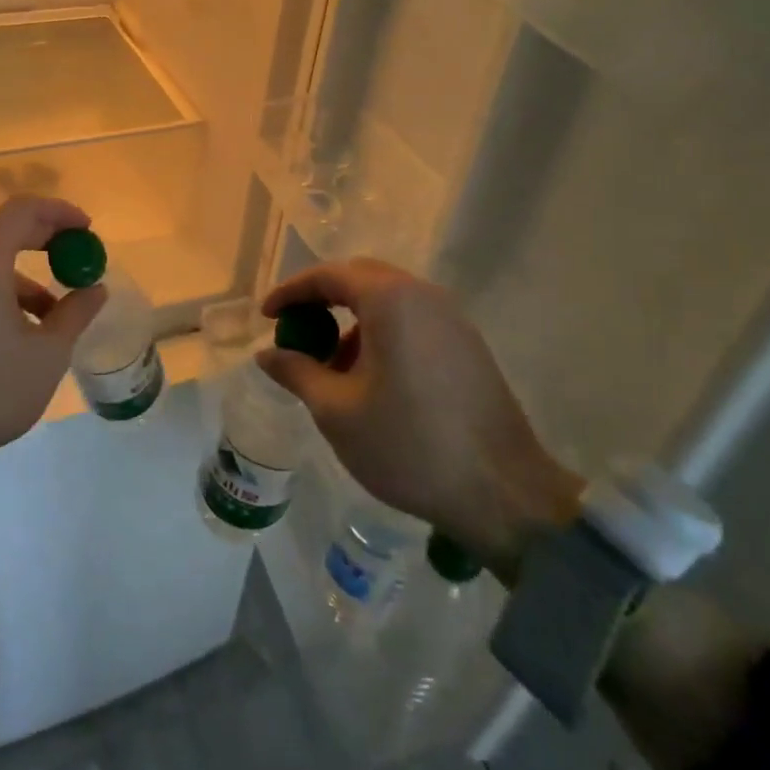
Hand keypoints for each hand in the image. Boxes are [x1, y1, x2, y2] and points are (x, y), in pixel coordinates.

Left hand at [0, 196, 107, 499]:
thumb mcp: (47, 355)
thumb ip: (75, 313)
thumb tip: (95, 288)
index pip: (23, 210)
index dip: (59, 212)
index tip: (87, 229)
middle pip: (5, 233)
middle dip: (47, 243)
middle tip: (79, 262)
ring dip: (26, 280)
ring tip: (55, 318)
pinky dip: (1, 294)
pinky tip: (19, 333)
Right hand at [258, 258, 581, 585]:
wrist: (503, 493)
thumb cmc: (408, 444)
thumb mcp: (336, 410)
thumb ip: (297, 371)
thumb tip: (267, 354)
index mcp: (391, 300)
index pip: (329, 276)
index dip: (291, 292)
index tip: (266, 315)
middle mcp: (424, 295)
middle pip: (361, 279)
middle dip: (322, 301)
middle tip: (294, 331)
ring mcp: (452, 319)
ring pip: (388, 302)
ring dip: (352, 321)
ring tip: (330, 367)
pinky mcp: (467, 346)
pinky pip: (412, 322)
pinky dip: (381, 335)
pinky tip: (370, 380)